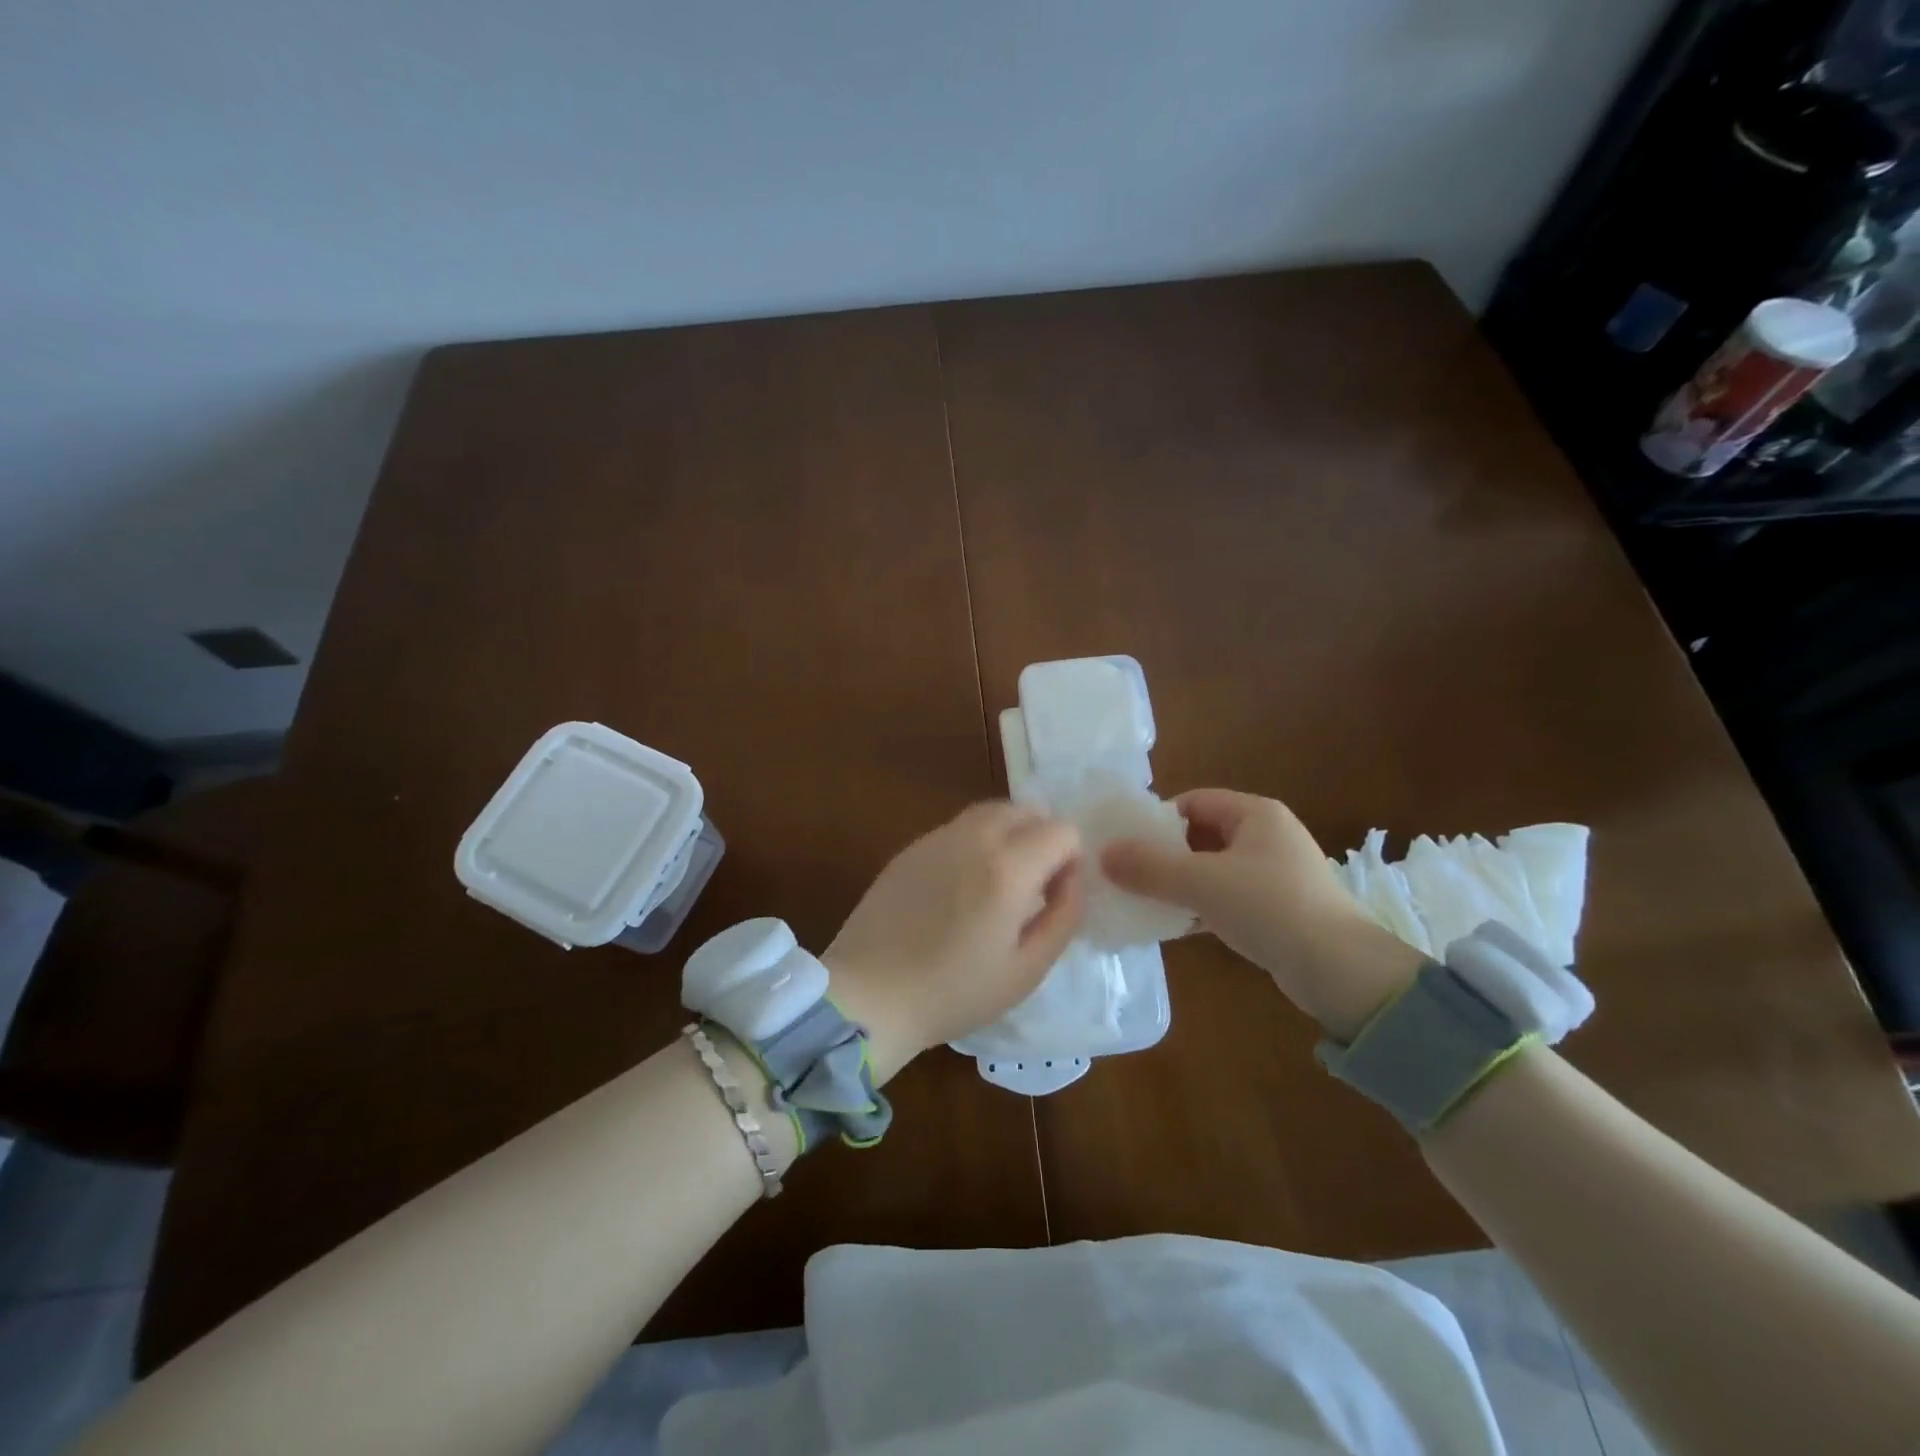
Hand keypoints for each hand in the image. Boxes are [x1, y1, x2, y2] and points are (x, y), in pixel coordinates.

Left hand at [824, 802, 1084, 1080]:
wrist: (869, 995)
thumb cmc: (954, 992)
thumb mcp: (1026, 969)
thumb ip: (1063, 916)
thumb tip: (1073, 878)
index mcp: (1007, 868)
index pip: (1061, 829)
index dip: (1071, 859)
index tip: (1056, 894)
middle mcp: (973, 838)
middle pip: (1025, 810)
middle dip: (1041, 838)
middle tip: (1033, 886)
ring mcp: (936, 838)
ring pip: (990, 812)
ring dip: (1009, 835)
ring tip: (999, 884)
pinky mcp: (910, 848)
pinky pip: (958, 828)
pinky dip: (975, 843)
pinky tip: (961, 888)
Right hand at [1101, 788, 1422, 1039]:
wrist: (1340, 971)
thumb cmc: (1269, 907)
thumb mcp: (1201, 882)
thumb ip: (1149, 867)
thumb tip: (1102, 855)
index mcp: (1256, 813)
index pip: (1193, 801)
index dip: (1157, 819)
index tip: (1126, 844)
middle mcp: (1267, 836)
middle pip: (1200, 834)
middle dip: (1164, 853)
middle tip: (1129, 873)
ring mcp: (1274, 874)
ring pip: (1212, 868)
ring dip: (1179, 882)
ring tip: (1143, 900)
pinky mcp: (1277, 908)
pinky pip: (1226, 896)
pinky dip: (1200, 906)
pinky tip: (1173, 925)